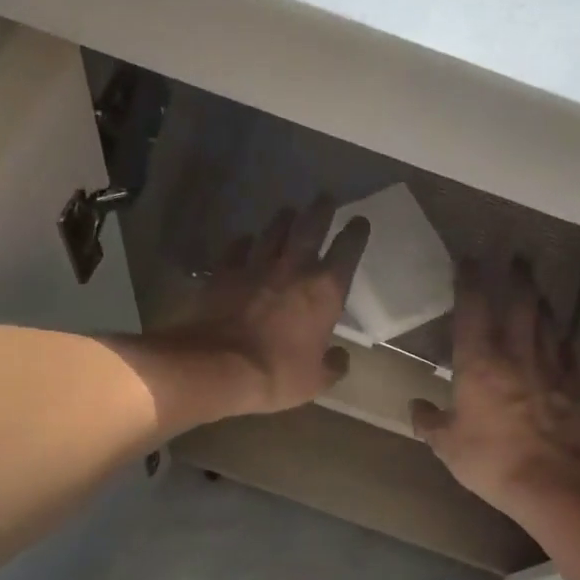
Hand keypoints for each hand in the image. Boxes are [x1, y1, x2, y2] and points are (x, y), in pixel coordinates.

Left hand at [159, 196, 370, 417]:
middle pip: (310, 226)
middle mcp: (293, 268)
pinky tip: (245, 241)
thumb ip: (333, 365)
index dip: (356, 233)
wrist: (219, 366)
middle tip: (325, 198)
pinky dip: (244, 242)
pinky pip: (237, 248)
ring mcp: (256, 265)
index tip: (360, 222)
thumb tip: (341, 357)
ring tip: (288, 212)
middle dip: (321, 209)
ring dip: (283, 219)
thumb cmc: (277, 374)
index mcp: (325, 290)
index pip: (348, 250)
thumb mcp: (316, 381)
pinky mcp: (224, 271)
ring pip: (273, 231)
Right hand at [411, 259, 579, 517]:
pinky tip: (561, 336)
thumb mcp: (447, 445)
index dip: (469, 281)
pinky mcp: (574, 387)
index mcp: (479, 364)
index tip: (468, 259)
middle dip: (517, 278)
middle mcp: (517, 355)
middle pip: (520, 305)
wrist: (551, 481)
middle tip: (517, 257)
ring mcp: (551, 369)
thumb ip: (429, 422)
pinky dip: (562, 339)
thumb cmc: (490, 459)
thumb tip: (416, 407)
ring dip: (542, 302)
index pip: (473, 310)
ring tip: (538, 289)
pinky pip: (567, 353)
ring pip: (547, 323)